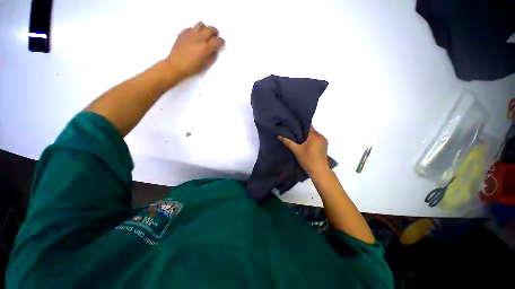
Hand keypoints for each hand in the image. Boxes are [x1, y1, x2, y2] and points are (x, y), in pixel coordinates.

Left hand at [164, 22, 224, 79]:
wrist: (176, 65)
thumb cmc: (192, 68)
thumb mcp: (206, 65)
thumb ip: (212, 56)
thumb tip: (215, 50)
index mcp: (205, 48)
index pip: (217, 41)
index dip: (221, 42)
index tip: (221, 43)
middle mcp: (199, 38)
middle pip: (210, 29)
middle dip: (215, 33)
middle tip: (214, 37)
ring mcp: (190, 34)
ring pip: (201, 25)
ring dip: (205, 29)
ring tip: (204, 35)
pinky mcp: (183, 32)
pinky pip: (192, 28)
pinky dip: (196, 31)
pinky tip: (195, 38)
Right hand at [278, 126, 329, 175]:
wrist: (319, 171)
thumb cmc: (308, 159)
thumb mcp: (296, 150)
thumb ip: (288, 142)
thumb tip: (279, 135)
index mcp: (315, 135)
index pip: (307, 125)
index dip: (299, 125)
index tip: (292, 126)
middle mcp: (321, 136)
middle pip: (310, 130)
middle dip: (302, 132)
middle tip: (293, 133)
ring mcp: (324, 141)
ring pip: (313, 135)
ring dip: (306, 137)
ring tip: (298, 139)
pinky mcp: (324, 146)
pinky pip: (316, 140)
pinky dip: (311, 140)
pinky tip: (305, 144)